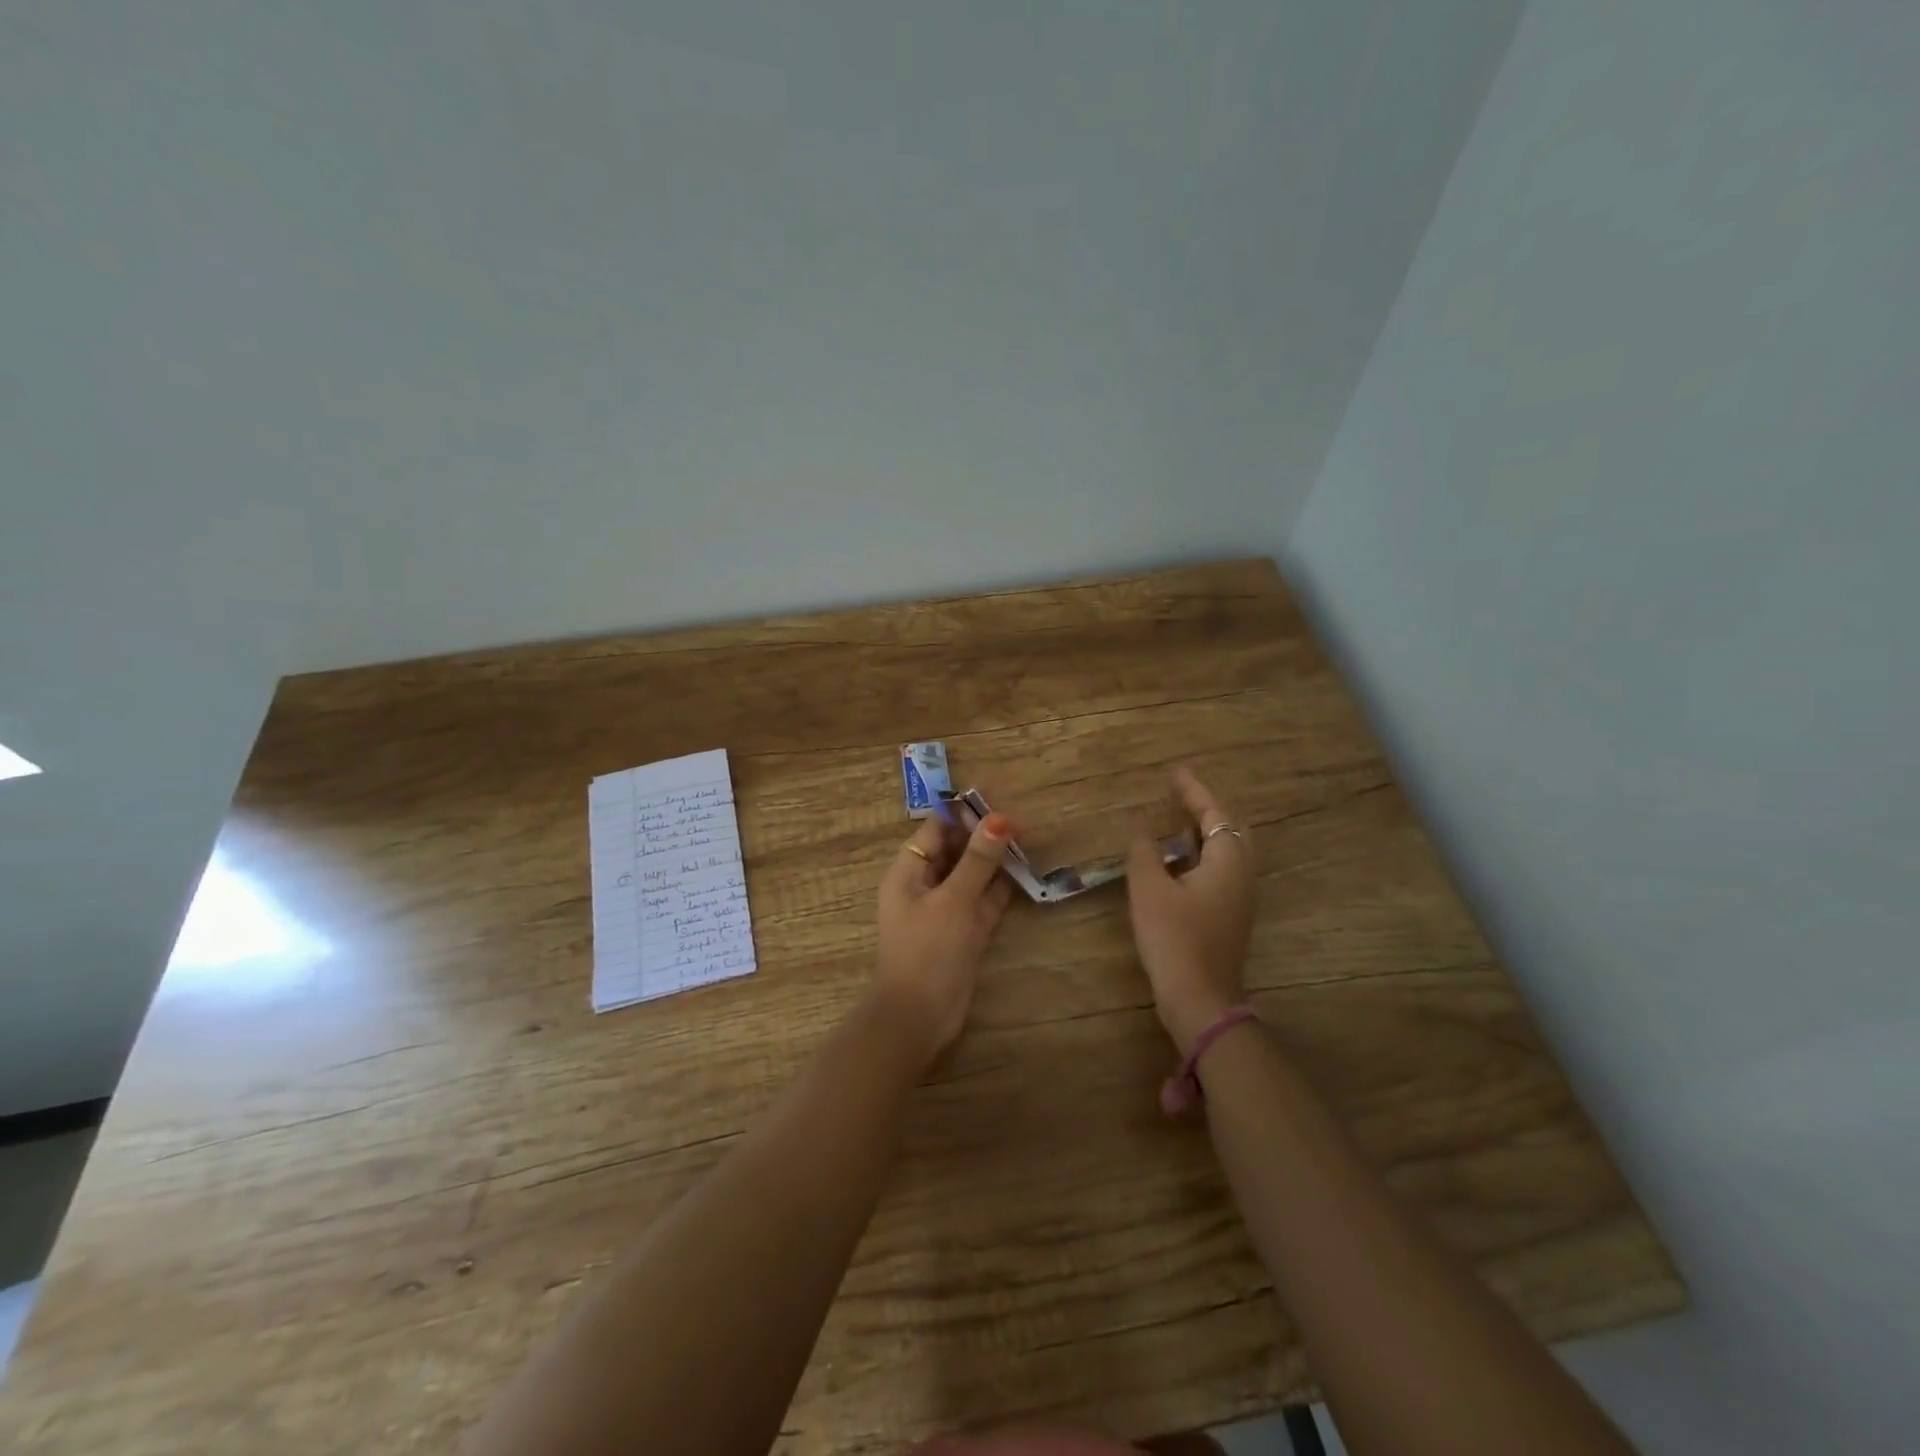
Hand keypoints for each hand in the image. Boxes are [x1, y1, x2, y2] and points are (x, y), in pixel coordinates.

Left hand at [875, 807, 1015, 1069]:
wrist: (919, 1018)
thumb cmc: (929, 950)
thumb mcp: (955, 899)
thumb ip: (978, 859)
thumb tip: (1000, 818)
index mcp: (908, 872)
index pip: (935, 831)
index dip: (964, 817)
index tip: (998, 806)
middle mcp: (924, 887)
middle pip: (955, 852)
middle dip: (983, 838)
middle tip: (1021, 825)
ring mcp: (944, 912)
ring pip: (971, 877)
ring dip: (994, 863)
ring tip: (1027, 844)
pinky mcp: (962, 934)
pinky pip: (982, 903)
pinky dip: (999, 891)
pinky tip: (1023, 876)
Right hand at [1126, 767, 1256, 1054]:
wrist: (1198, 998)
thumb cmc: (1174, 938)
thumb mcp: (1149, 890)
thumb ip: (1144, 853)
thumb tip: (1142, 831)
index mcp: (1228, 862)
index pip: (1215, 813)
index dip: (1194, 791)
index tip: (1175, 773)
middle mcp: (1242, 875)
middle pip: (1231, 829)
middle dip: (1207, 808)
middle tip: (1179, 795)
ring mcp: (1240, 898)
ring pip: (1229, 851)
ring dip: (1206, 831)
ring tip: (1178, 820)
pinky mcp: (1231, 916)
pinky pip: (1222, 869)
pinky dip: (1204, 853)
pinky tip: (1180, 860)